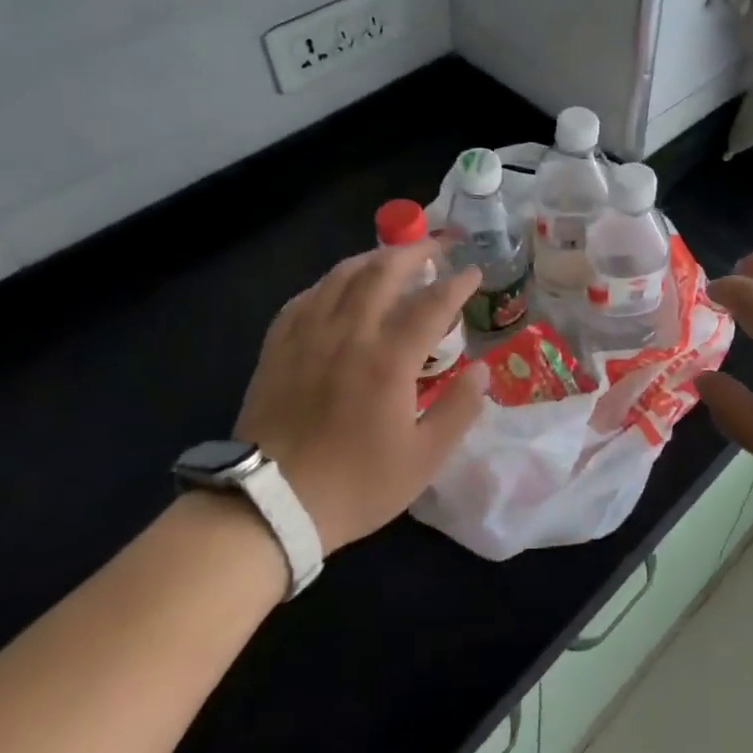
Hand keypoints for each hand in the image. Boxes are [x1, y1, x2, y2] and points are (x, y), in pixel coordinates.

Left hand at [234, 242, 488, 552]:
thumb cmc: (355, 484)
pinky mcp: (278, 347)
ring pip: (341, 276)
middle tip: (438, 246)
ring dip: (373, 258)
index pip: (431, 303)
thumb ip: (459, 410)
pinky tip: (338, 288)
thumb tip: (483, 371)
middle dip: (415, 252)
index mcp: (389, 359)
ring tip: (392, 257)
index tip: (474, 272)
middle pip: (383, 273)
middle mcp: (349, 334)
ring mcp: (308, 336)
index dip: (457, 283)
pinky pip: (306, 298)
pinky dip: (330, 283)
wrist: (270, 505)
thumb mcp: (423, 459)